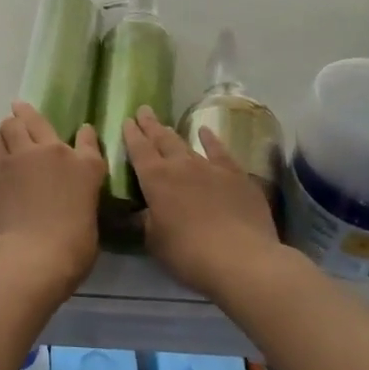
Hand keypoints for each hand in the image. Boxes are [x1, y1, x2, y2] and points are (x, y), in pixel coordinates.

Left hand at [0, 101, 106, 289]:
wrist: (32, 254)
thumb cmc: (72, 248)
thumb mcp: (88, 219)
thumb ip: (80, 197)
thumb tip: (70, 196)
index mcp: (86, 167)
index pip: (88, 140)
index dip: (85, 135)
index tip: (83, 131)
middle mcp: (54, 151)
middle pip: (36, 120)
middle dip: (28, 114)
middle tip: (20, 110)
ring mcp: (22, 156)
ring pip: (10, 125)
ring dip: (10, 128)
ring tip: (7, 133)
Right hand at [123, 106, 281, 297]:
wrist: (241, 258)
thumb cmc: (189, 253)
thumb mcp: (155, 241)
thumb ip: (146, 221)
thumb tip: (141, 212)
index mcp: (154, 179)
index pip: (138, 149)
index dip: (131, 134)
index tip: (126, 120)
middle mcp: (180, 165)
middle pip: (161, 139)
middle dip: (150, 125)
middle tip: (143, 111)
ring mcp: (210, 167)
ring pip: (186, 143)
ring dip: (173, 133)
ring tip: (165, 124)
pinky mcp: (236, 175)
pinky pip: (219, 151)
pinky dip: (211, 140)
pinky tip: (206, 132)